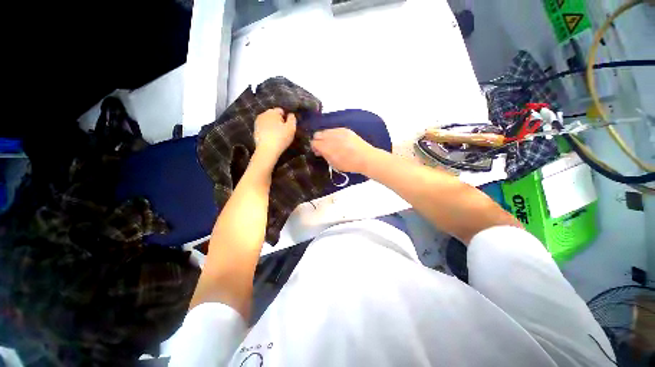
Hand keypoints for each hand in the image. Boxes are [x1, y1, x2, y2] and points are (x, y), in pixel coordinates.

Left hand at [254, 108, 296, 157]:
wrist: (267, 150)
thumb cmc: (281, 138)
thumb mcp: (291, 128)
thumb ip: (292, 119)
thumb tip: (290, 114)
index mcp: (272, 112)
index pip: (281, 111)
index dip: (286, 118)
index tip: (288, 127)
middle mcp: (263, 114)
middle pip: (273, 115)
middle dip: (278, 121)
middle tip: (283, 131)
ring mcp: (257, 122)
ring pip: (268, 122)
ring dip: (272, 126)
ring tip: (277, 135)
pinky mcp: (255, 131)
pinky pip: (264, 128)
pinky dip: (267, 131)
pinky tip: (271, 139)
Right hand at [311, 128, 376, 173]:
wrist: (366, 158)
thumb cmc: (349, 164)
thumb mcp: (334, 164)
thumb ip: (325, 156)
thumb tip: (319, 151)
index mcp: (327, 147)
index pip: (314, 142)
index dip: (314, 147)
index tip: (317, 152)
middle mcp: (331, 137)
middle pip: (317, 134)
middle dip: (318, 141)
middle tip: (322, 147)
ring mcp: (339, 132)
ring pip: (325, 131)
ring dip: (325, 137)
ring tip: (331, 144)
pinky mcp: (345, 129)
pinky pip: (334, 130)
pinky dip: (333, 134)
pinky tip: (338, 141)